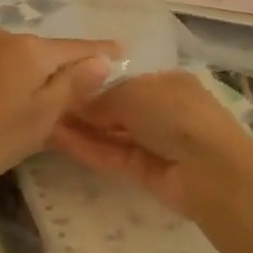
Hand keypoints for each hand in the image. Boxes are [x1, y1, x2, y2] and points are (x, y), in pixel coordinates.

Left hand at [0, 29, 119, 196]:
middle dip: (69, 69)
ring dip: (39, 76)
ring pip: (22, 60)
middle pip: (49, 52)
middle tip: (87, 93)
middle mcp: (5, 37)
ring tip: (50, 102)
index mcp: (30, 49)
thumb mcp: (39, 118)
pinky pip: (0, 66)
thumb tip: (101, 59)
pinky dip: (15, 80)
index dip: (102, 53)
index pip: (78, 48)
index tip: (124, 51)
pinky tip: (11, 101)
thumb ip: (72, 86)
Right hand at [48, 71, 252, 216]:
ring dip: (80, 129)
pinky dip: (88, 148)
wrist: (210, 170)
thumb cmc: (176, 114)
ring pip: (110, 133)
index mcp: (166, 83)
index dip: (93, 84)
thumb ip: (102, 98)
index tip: (61, 84)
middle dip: (83, 108)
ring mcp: (152, 142)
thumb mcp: (134, 93)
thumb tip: (77, 102)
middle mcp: (160, 110)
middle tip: (44, 104)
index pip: (123, 81)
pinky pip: (111, 155)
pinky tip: (58, 140)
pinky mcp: (143, 171)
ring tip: (43, 122)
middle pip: (115, 108)